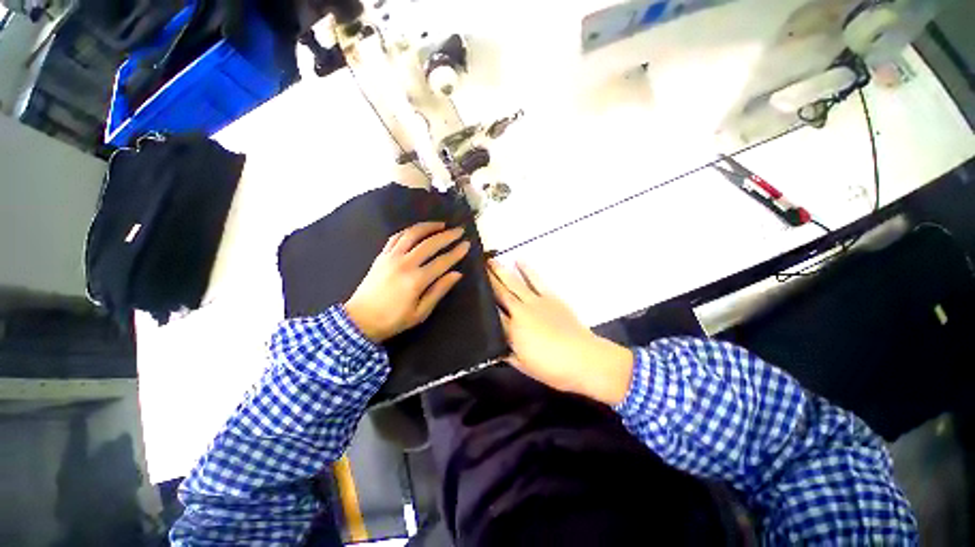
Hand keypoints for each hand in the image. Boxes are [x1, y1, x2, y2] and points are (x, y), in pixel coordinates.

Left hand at [345, 222, 469, 342]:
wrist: (358, 320)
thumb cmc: (393, 319)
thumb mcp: (420, 312)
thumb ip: (439, 290)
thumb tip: (457, 274)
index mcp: (416, 280)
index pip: (442, 261)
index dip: (456, 252)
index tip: (467, 244)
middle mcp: (405, 263)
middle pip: (430, 243)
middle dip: (447, 235)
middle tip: (459, 230)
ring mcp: (391, 257)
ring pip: (412, 234)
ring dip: (428, 226)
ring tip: (440, 224)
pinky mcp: (381, 255)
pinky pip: (396, 237)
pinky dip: (409, 231)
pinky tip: (417, 230)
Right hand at [489, 261, 634, 405]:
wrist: (584, 359)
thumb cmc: (552, 368)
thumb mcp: (523, 366)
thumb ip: (505, 353)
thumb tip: (492, 345)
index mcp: (511, 331)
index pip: (491, 313)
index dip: (481, 301)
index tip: (471, 288)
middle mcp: (520, 312)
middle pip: (500, 293)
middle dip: (488, 279)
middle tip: (477, 265)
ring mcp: (535, 302)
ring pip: (514, 284)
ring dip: (502, 271)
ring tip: (490, 260)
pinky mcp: (550, 297)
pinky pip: (536, 280)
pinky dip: (527, 270)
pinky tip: (519, 260)